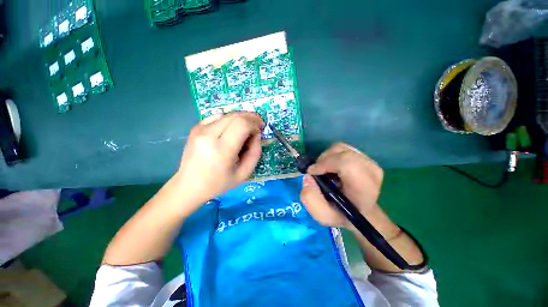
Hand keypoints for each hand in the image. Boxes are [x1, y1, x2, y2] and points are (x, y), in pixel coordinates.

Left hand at [175, 112, 264, 204]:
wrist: (189, 185)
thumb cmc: (219, 183)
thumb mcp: (244, 173)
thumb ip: (255, 152)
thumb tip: (257, 135)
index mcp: (221, 149)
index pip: (242, 124)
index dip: (255, 124)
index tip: (259, 132)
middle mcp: (208, 135)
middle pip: (235, 116)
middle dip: (250, 118)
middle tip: (257, 126)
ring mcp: (200, 130)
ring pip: (227, 114)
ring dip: (240, 119)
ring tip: (245, 129)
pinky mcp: (196, 128)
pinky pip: (217, 117)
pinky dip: (229, 120)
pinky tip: (231, 130)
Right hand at [300, 143, 383, 228]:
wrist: (360, 212)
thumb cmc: (341, 215)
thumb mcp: (322, 215)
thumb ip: (310, 198)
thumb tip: (307, 177)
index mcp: (364, 189)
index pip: (347, 163)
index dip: (326, 163)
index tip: (312, 172)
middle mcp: (371, 172)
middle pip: (342, 153)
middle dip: (323, 160)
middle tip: (316, 172)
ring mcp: (370, 162)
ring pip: (341, 148)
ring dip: (327, 157)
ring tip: (323, 170)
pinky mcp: (365, 157)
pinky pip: (343, 148)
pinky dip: (332, 155)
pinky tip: (331, 166)